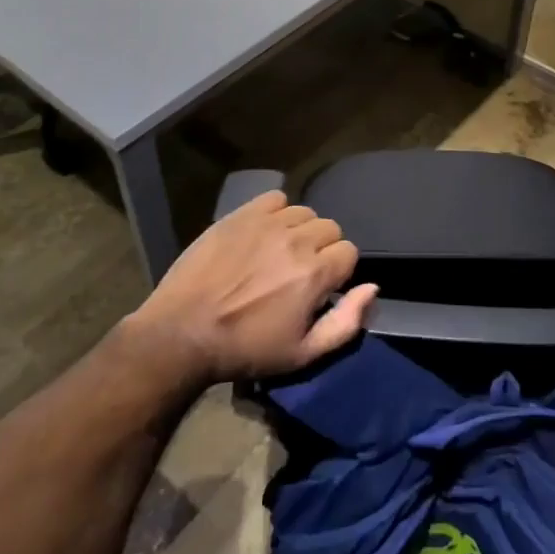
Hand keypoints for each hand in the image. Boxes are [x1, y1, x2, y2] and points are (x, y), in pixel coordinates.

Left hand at [126, 191, 376, 382]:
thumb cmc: (245, 349)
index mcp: (315, 274)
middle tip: (299, 272)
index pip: (349, 252)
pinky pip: (275, 199)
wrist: (181, 334)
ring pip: (304, 213)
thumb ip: (346, 323)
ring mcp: (267, 224)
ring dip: (299, 230)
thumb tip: (372, 288)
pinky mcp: (241, 214)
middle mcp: (296, 241)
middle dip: (322, 249)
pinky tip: (263, 234)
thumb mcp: (303, 354)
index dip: (338, 271)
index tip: (320, 289)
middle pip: (330, 228)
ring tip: (279, 253)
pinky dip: (276, 212)